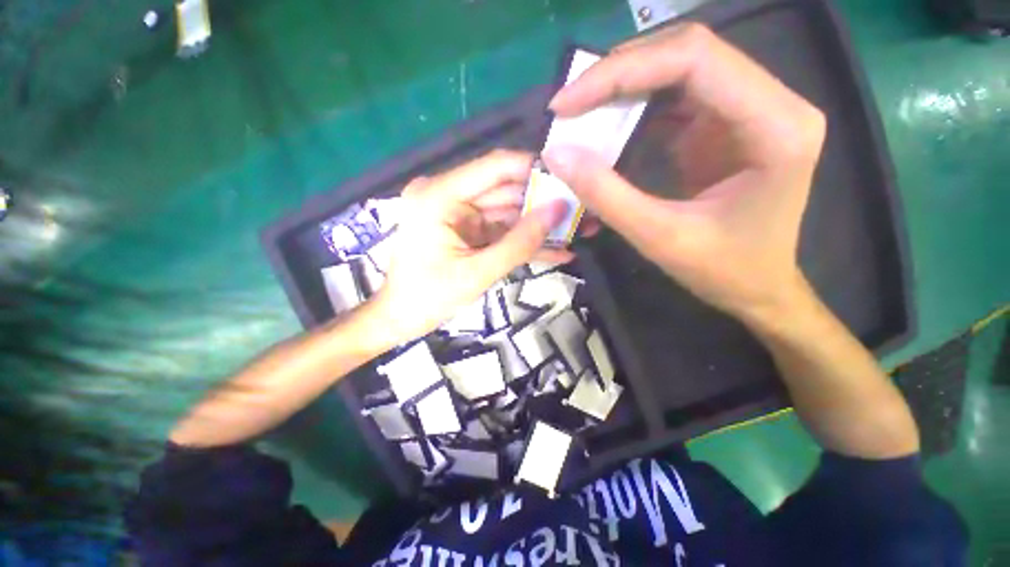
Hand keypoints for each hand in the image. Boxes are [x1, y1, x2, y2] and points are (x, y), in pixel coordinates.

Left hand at [373, 150, 568, 344]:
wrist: (401, 320)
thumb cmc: (429, 298)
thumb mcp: (478, 272)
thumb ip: (520, 242)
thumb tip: (560, 209)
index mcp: (439, 195)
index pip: (494, 167)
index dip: (534, 168)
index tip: (571, 178)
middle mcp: (447, 195)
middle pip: (505, 190)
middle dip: (543, 203)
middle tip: (582, 211)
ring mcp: (457, 214)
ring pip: (507, 212)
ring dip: (538, 225)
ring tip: (578, 232)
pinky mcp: (466, 231)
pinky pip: (500, 230)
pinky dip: (523, 241)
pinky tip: (556, 250)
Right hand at [543, 24, 825, 320]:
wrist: (758, 287)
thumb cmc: (723, 269)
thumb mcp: (658, 237)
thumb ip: (606, 195)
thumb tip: (556, 153)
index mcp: (775, 126)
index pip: (693, 59)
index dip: (621, 71)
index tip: (566, 103)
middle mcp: (772, 101)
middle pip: (687, 53)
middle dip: (617, 74)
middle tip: (568, 105)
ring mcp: (750, 108)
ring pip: (679, 68)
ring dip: (623, 86)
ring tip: (580, 112)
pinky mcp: (727, 122)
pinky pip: (676, 96)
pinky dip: (634, 106)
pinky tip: (606, 124)